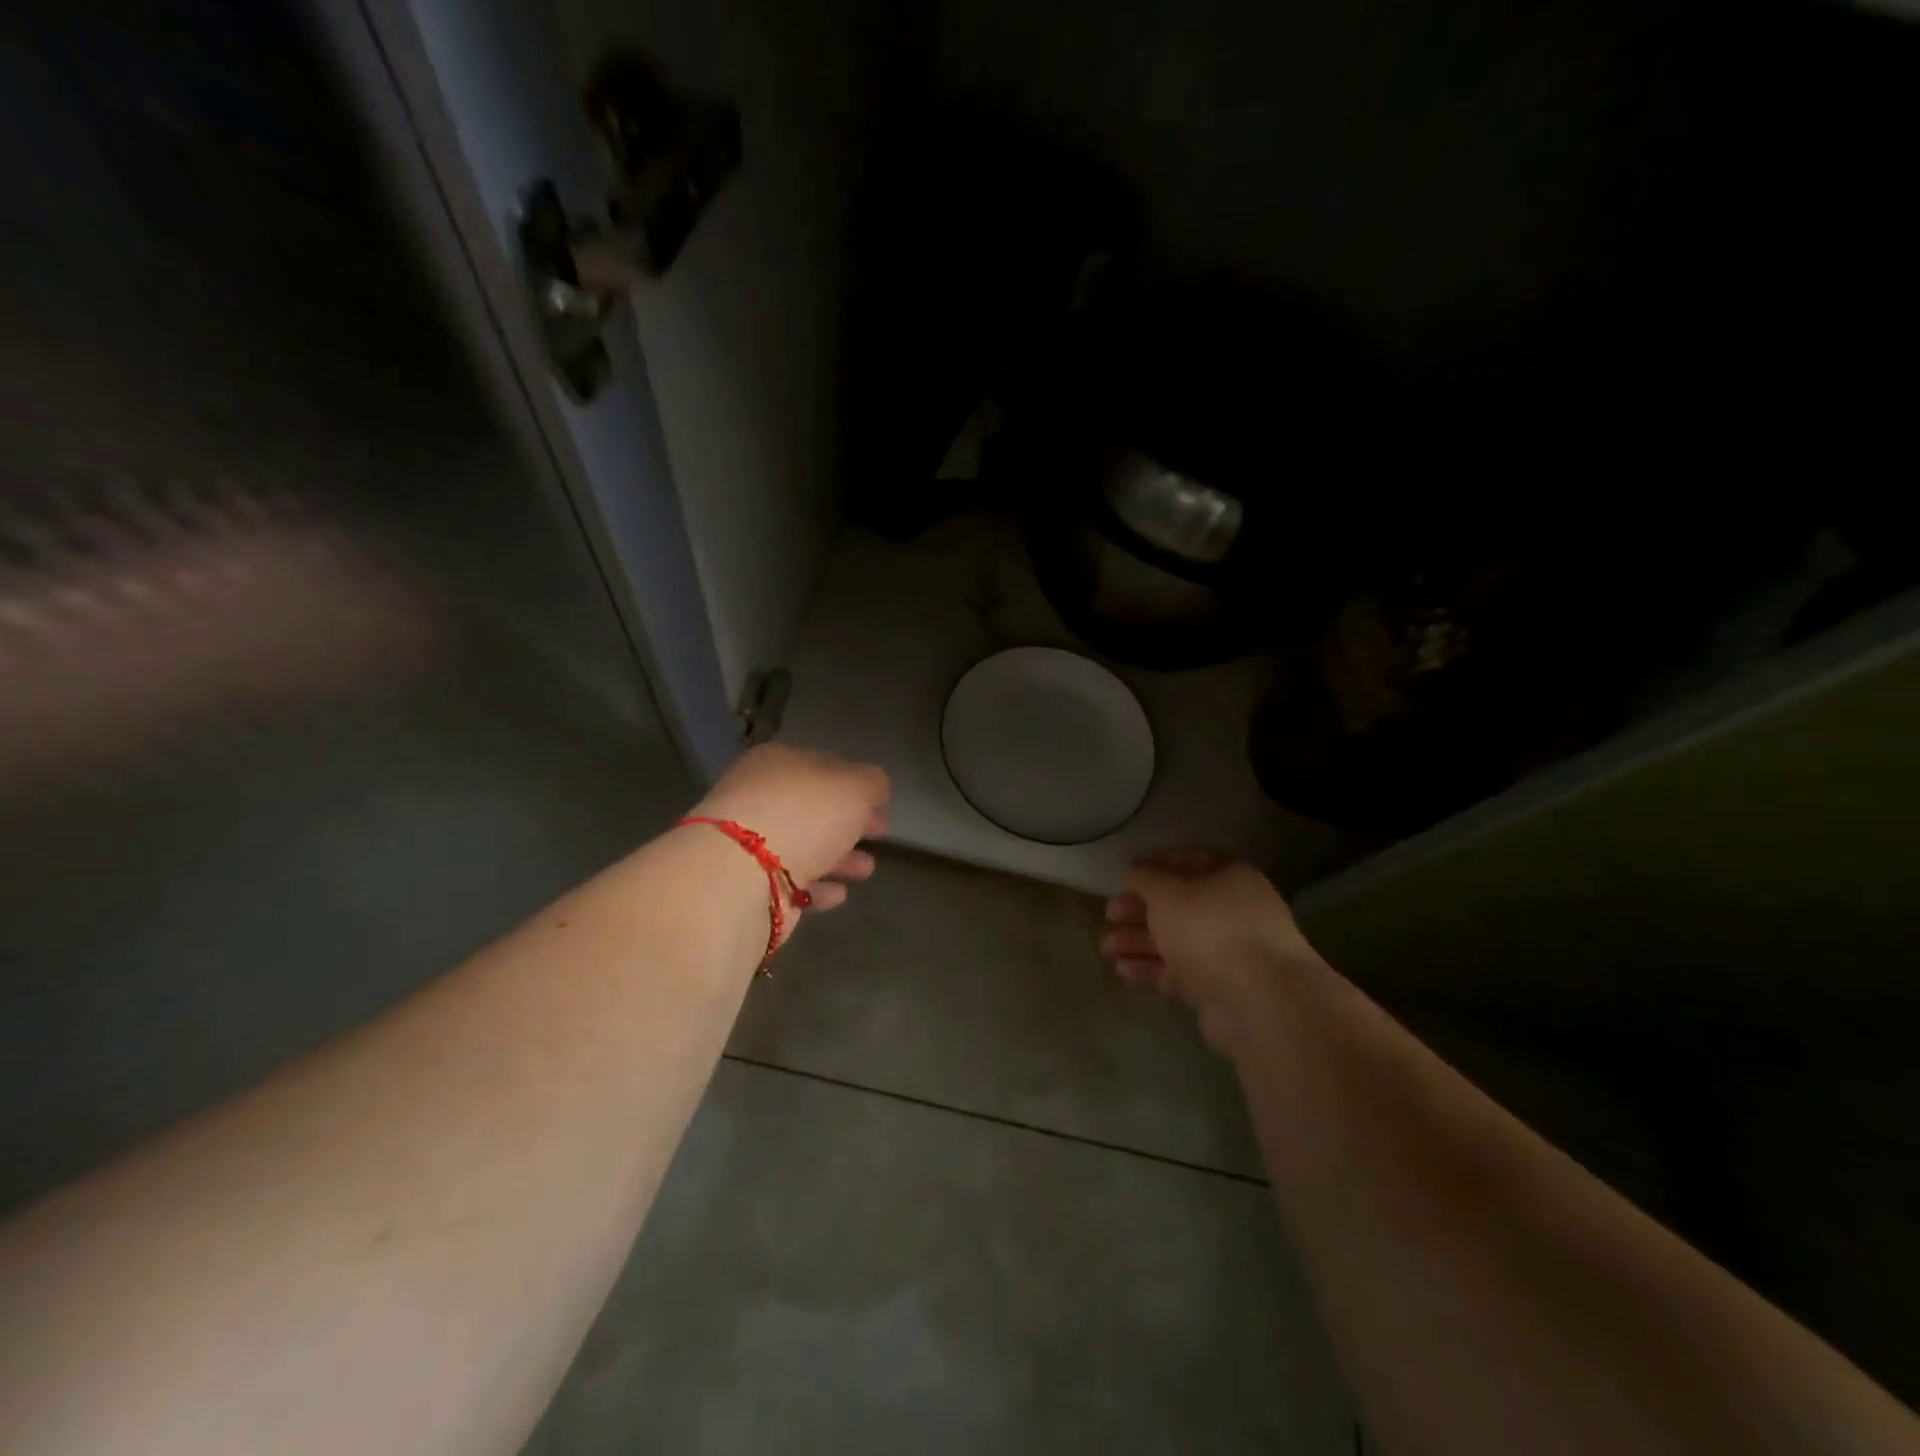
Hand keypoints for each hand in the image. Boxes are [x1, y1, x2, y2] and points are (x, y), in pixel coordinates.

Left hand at [690, 743, 889, 914]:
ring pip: (803, 846)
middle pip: (812, 808)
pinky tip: (839, 894)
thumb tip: (873, 788)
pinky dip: (816, 886)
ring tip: (866, 870)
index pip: (822, 766)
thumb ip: (872, 783)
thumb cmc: (804, 815)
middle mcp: (758, 797)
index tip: (881, 804)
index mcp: (778, 762)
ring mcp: (748, 842)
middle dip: (848, 822)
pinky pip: (790, 882)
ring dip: (837, 858)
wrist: (741, 874)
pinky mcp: (747, 884)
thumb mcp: (855, 787)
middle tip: (879, 834)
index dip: (855, 784)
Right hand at [1099, 850, 1314, 1053]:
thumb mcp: (1168, 892)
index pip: (1187, 862)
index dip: (1153, 868)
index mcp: (1228, 877)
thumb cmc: (1210, 929)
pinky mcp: (1218, 988)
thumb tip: (1134, 869)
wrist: (1259, 1001)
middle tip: (1110, 916)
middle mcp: (1231, 910)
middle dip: (1140, 910)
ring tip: (1106, 949)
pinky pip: (1178, 972)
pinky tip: (1122, 970)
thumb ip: (1145, 876)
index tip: (1123, 878)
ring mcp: (1227, 952)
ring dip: (1139, 941)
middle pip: (1178, 904)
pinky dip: (1150, 968)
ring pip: (1175, 940)